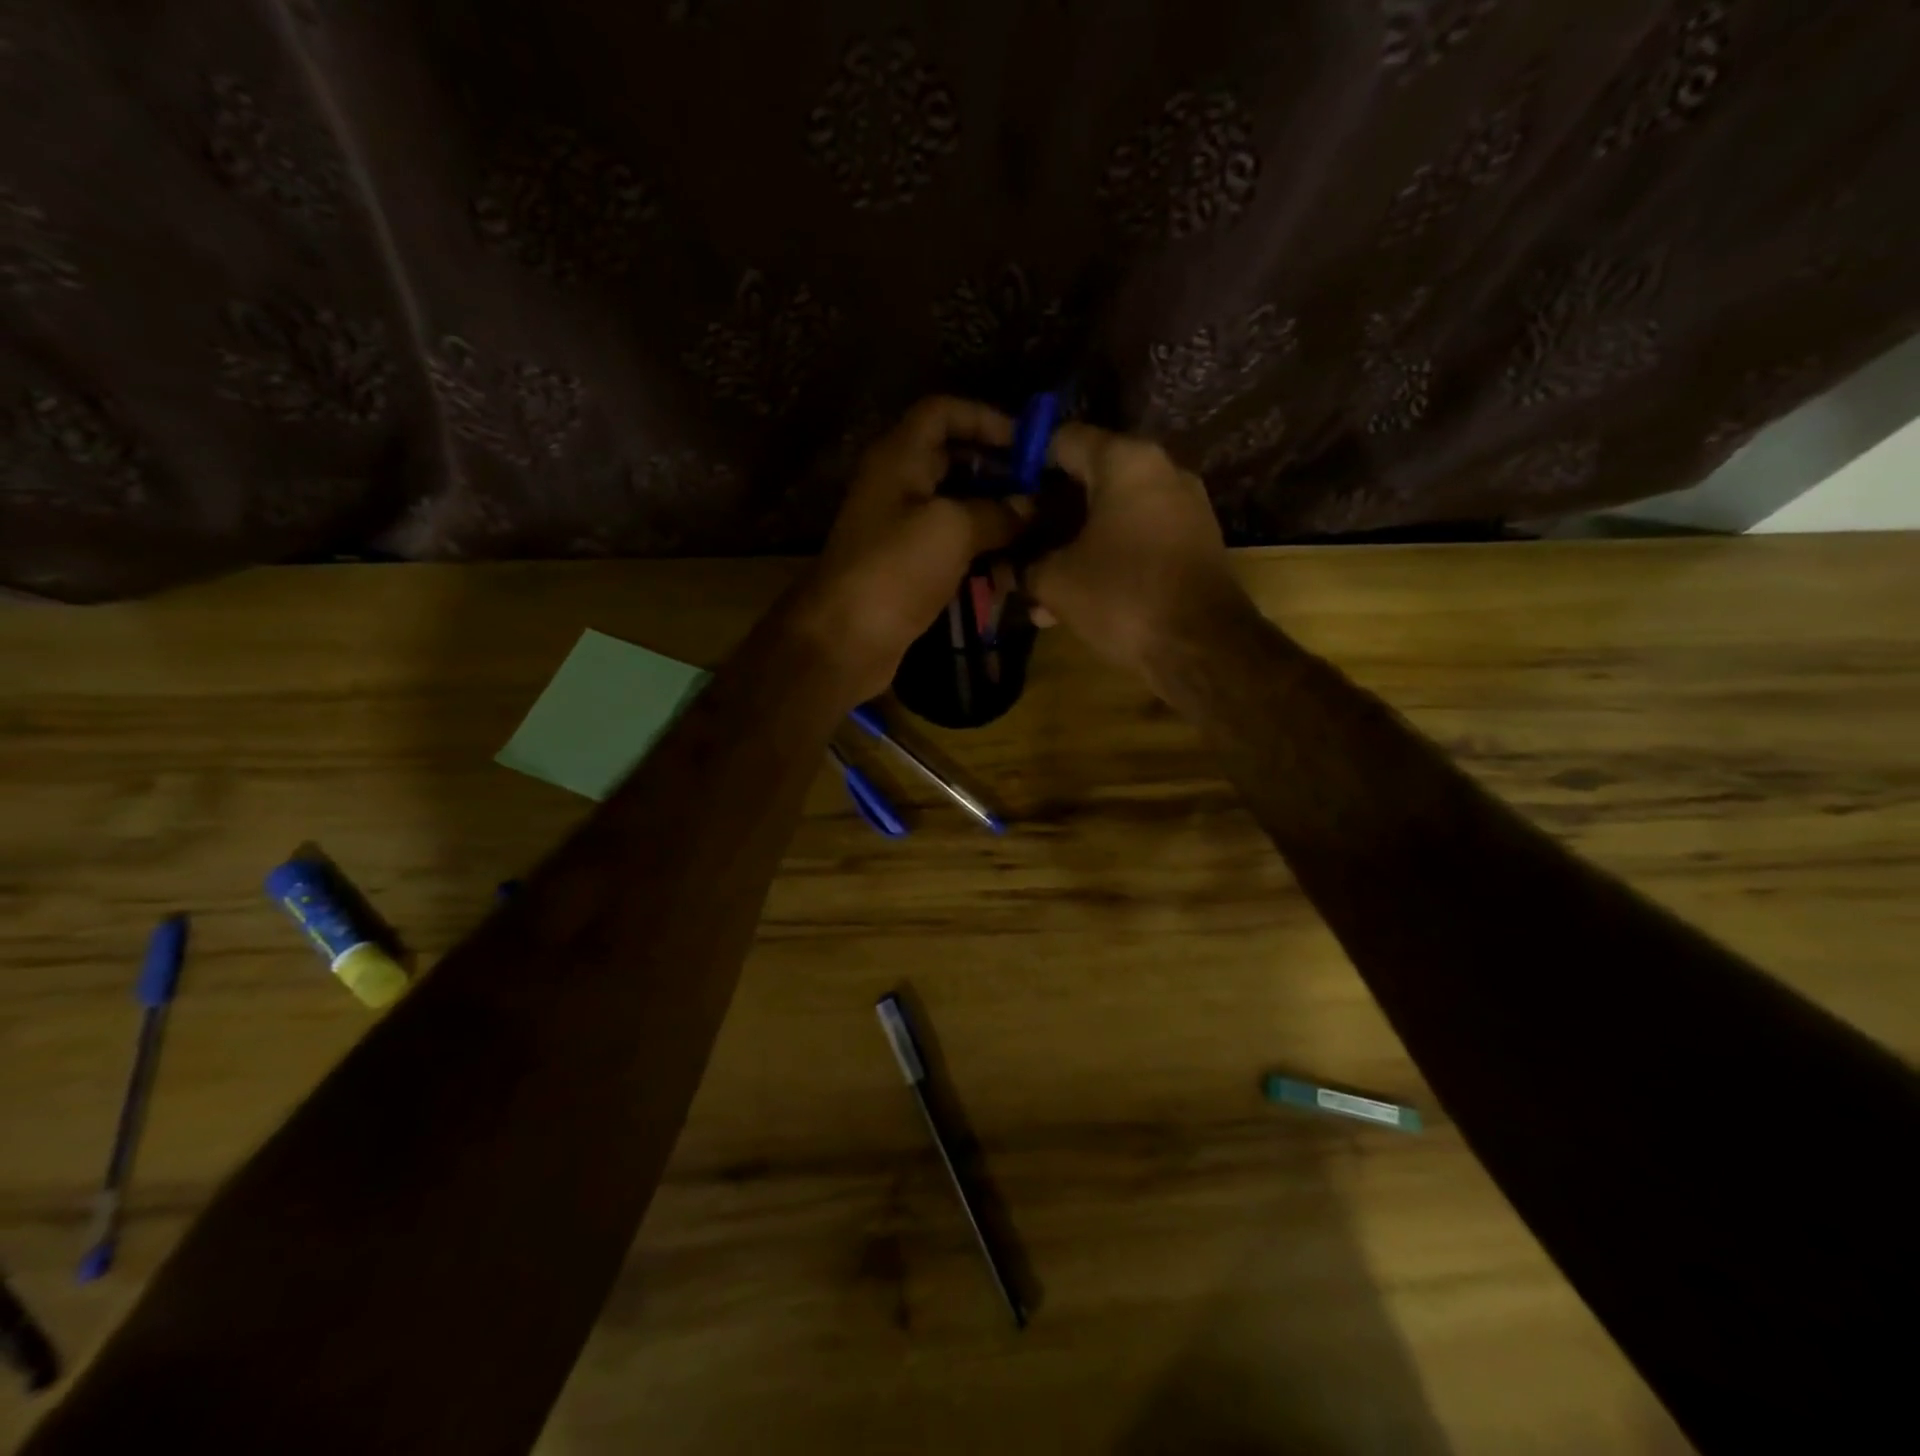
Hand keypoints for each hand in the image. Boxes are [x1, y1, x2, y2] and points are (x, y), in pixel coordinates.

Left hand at [793, 396, 1026, 706]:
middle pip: (954, 459)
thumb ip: (997, 511)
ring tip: (1037, 532)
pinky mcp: (908, 567)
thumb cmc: (894, 571)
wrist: (844, 640)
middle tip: (1043, 493)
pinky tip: (1011, 568)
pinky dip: (980, 550)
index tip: (1029, 444)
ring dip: (995, 516)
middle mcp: (898, 485)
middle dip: (999, 472)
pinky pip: (951, 546)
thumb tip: (1032, 507)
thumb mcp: (951, 530)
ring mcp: (901, 529)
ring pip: (956, 506)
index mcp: (899, 458)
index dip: (986, 418)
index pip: (942, 412)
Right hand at [1024, 423, 1243, 677]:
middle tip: (1017, 541)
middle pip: (1089, 480)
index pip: (1063, 440)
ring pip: (1112, 517)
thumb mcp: (1056, 581)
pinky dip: (1106, 560)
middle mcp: (1161, 471)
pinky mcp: (1194, 544)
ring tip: (1040, 584)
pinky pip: (1137, 540)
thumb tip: (1014, 567)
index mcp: (1125, 462)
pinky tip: (1076, 600)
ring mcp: (1183, 508)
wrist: (1202, 646)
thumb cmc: (1123, 596)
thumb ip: (1026, 565)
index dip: (1025, 461)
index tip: (1002, 488)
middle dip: (1049, 514)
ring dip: (1074, 545)